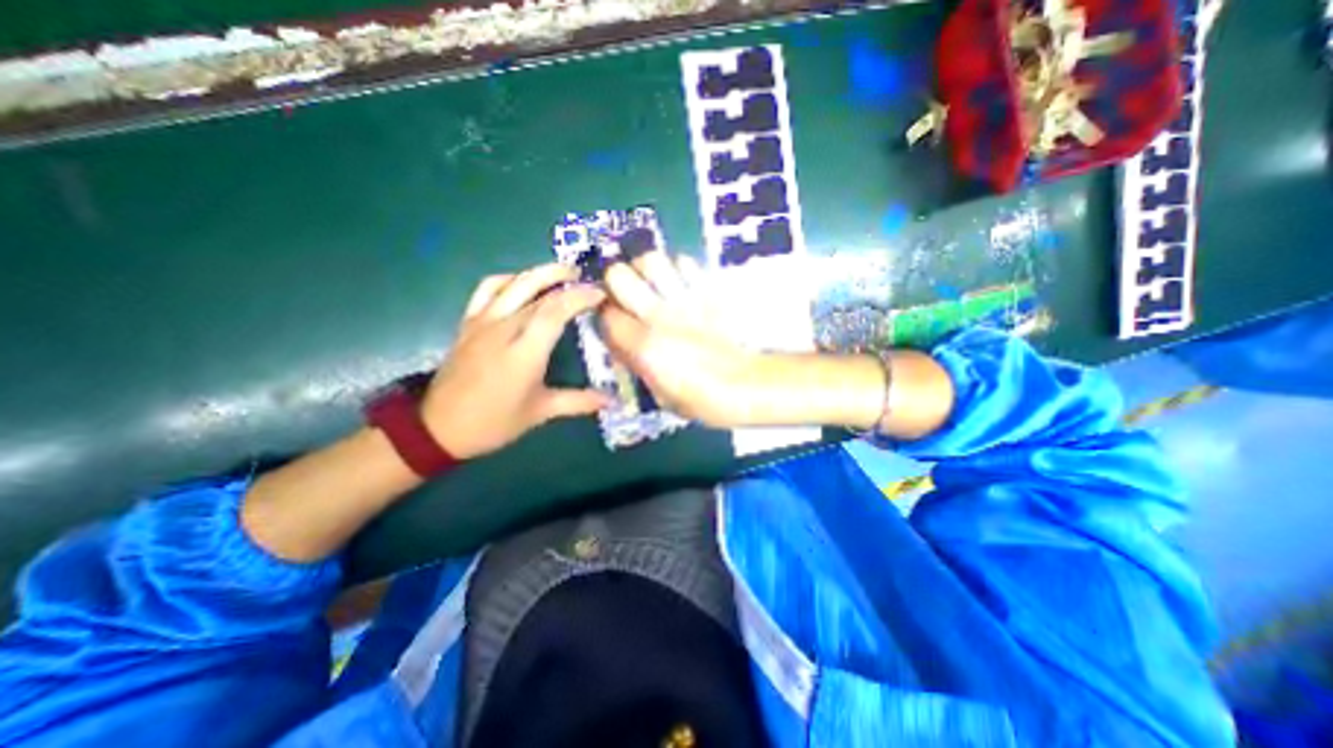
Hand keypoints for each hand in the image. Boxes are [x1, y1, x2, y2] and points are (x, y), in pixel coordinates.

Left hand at [424, 262, 611, 460]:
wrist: (439, 427)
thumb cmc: (494, 422)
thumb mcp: (540, 413)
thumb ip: (578, 402)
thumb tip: (611, 400)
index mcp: (525, 352)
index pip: (555, 311)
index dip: (580, 297)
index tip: (600, 294)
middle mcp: (504, 328)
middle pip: (538, 292)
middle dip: (565, 279)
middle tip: (587, 278)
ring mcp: (483, 322)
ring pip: (514, 283)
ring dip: (540, 272)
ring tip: (562, 273)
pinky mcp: (469, 322)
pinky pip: (488, 289)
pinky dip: (508, 279)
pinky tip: (522, 282)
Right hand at [600, 249, 765, 424]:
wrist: (746, 385)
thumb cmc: (701, 399)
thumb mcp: (658, 393)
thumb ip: (634, 363)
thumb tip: (620, 342)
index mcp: (643, 345)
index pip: (606, 314)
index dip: (605, 316)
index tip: (613, 322)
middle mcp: (658, 315)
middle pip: (619, 274)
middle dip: (617, 282)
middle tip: (627, 295)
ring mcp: (684, 299)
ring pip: (652, 259)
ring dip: (646, 270)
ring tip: (652, 284)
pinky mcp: (707, 291)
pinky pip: (685, 263)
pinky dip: (677, 269)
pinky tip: (679, 285)